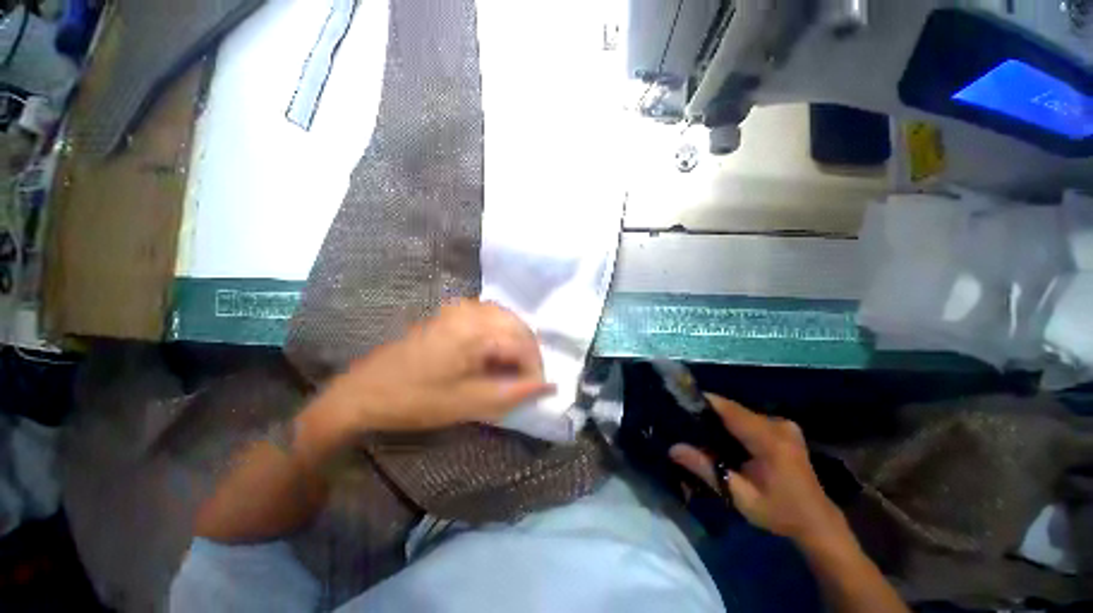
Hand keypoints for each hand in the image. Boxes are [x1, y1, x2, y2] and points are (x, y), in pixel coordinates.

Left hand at [312, 300, 555, 434]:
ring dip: (516, 342)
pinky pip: (491, 315)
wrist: (367, 391)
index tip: (535, 391)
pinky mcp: (452, 312)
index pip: (523, 346)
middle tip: (526, 380)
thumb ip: (514, 393)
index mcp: (475, 330)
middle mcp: (472, 310)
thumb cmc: (417, 400)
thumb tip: (549, 387)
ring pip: (507, 318)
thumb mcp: (470, 403)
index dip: (535, 369)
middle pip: (519, 327)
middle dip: (528, 354)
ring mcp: (460, 307)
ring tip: (514, 368)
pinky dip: (502, 333)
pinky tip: (496, 351)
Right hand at [670, 395, 851, 549]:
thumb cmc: (779, 512)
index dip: (704, 402)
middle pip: (733, 409)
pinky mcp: (785, 428)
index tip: (680, 402)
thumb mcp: (740, 496)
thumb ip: (706, 469)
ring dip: (721, 420)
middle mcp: (778, 425)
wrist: (817, 521)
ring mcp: (784, 425)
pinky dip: (734, 424)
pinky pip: (751, 419)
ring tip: (701, 430)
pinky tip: (725, 438)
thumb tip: (673, 449)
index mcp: (769, 440)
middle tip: (686, 422)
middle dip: (710, 414)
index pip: (730, 409)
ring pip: (741, 413)